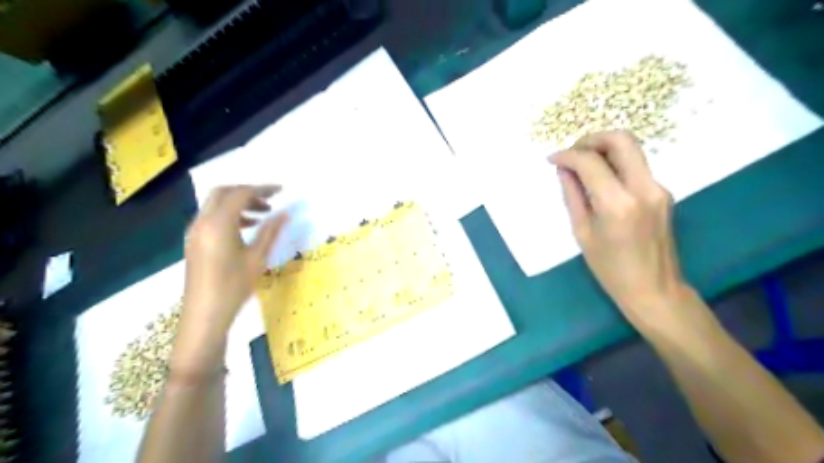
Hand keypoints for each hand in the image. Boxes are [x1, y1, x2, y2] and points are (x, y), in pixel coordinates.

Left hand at [177, 184, 286, 357]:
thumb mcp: (257, 258)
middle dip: (247, 191)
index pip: (240, 194)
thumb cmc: (234, 286)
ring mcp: (195, 232)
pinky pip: (211, 218)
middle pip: (223, 193)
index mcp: (218, 224)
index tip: (281, 190)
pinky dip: (229, 215)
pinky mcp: (194, 242)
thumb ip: (270, 231)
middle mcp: (202, 222)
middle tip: (270, 200)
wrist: (204, 315)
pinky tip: (246, 228)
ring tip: (262, 214)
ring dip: (238, 203)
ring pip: (215, 205)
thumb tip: (284, 213)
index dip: (262, 189)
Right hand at [549, 133, 688, 330]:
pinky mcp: (663, 192)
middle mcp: (643, 188)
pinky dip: (615, 164)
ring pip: (631, 149)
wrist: (654, 289)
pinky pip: (636, 166)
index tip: (552, 159)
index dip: (568, 155)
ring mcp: (658, 188)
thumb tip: (564, 171)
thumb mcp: (582, 233)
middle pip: (621, 140)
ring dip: (604, 149)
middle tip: (572, 153)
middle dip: (591, 139)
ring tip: (582, 165)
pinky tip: (600, 179)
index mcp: (618, 204)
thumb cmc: (610, 269)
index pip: (590, 162)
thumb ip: (573, 196)